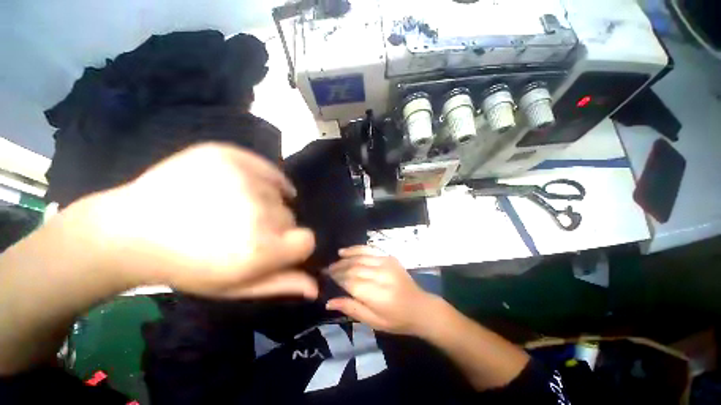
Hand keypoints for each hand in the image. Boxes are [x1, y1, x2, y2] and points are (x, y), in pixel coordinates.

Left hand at [69, 142, 316, 298]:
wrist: (130, 231)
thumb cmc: (186, 267)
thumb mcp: (236, 286)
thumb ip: (280, 284)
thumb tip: (315, 288)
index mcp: (260, 248)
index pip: (307, 240)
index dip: (293, 245)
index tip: (273, 247)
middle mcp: (258, 212)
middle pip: (290, 217)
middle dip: (275, 226)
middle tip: (241, 230)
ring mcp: (243, 178)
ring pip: (278, 194)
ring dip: (265, 202)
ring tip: (232, 208)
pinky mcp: (228, 154)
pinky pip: (267, 169)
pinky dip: (263, 178)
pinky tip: (244, 186)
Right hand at [326, 246, 435, 334]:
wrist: (420, 307)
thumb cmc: (396, 319)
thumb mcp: (373, 321)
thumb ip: (351, 309)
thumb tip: (328, 301)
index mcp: (377, 295)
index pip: (350, 282)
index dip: (337, 279)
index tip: (326, 278)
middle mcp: (381, 275)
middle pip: (354, 268)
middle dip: (338, 268)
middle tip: (326, 271)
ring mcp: (386, 263)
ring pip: (359, 257)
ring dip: (344, 259)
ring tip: (334, 262)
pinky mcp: (389, 257)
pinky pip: (369, 249)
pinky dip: (356, 249)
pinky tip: (345, 251)